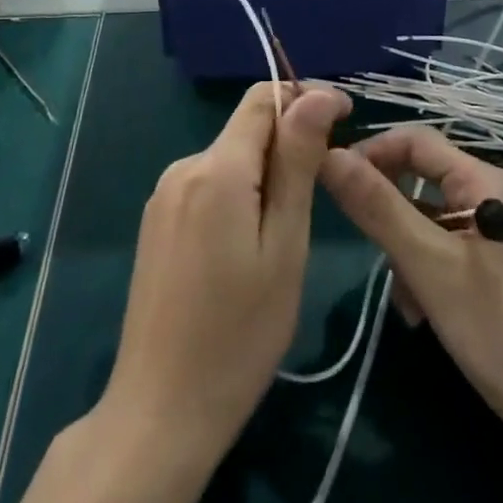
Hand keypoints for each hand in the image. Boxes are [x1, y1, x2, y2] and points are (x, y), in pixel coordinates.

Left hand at [100, 81, 348, 460]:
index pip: (262, 99)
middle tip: (324, 195)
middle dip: (289, 144)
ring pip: (229, 159)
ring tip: (289, 232)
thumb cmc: (240, 333)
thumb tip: (315, 94)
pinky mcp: (157, 221)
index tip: (346, 119)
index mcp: (216, 168)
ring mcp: (163, 195)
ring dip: (266, 173)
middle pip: (246, 129)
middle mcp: (183, 167)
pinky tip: (249, 246)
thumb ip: (298, 162)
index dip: (306, 97)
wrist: (161, 408)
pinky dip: (239, 194)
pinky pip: (208, 185)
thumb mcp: (285, 245)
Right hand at [318, 126, 502, 477]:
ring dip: (405, 250)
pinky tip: (421, 312)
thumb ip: (378, 208)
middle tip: (369, 250)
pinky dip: (424, 272)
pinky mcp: (494, 267)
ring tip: (405, 299)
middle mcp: (490, 195)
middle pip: (419, 179)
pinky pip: (443, 249)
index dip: (370, 152)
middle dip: (388, 213)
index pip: (414, 139)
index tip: (333, 184)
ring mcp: (494, 233)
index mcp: (483, 180)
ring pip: (427, 219)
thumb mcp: (431, 267)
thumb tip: (328, 154)